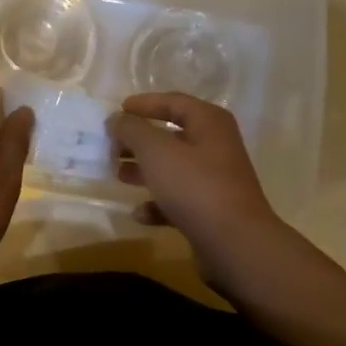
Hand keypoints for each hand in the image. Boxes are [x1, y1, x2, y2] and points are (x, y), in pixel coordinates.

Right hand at [109, 93, 289, 290]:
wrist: (234, 243)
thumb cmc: (194, 186)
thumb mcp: (156, 151)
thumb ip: (132, 130)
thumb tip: (117, 119)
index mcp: (209, 123)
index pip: (173, 102)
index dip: (144, 104)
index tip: (117, 111)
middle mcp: (216, 146)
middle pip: (171, 136)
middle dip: (139, 141)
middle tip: (111, 147)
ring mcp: (215, 179)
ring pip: (173, 168)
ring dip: (144, 170)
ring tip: (118, 175)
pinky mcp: (211, 210)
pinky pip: (179, 199)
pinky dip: (158, 203)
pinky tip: (140, 214)